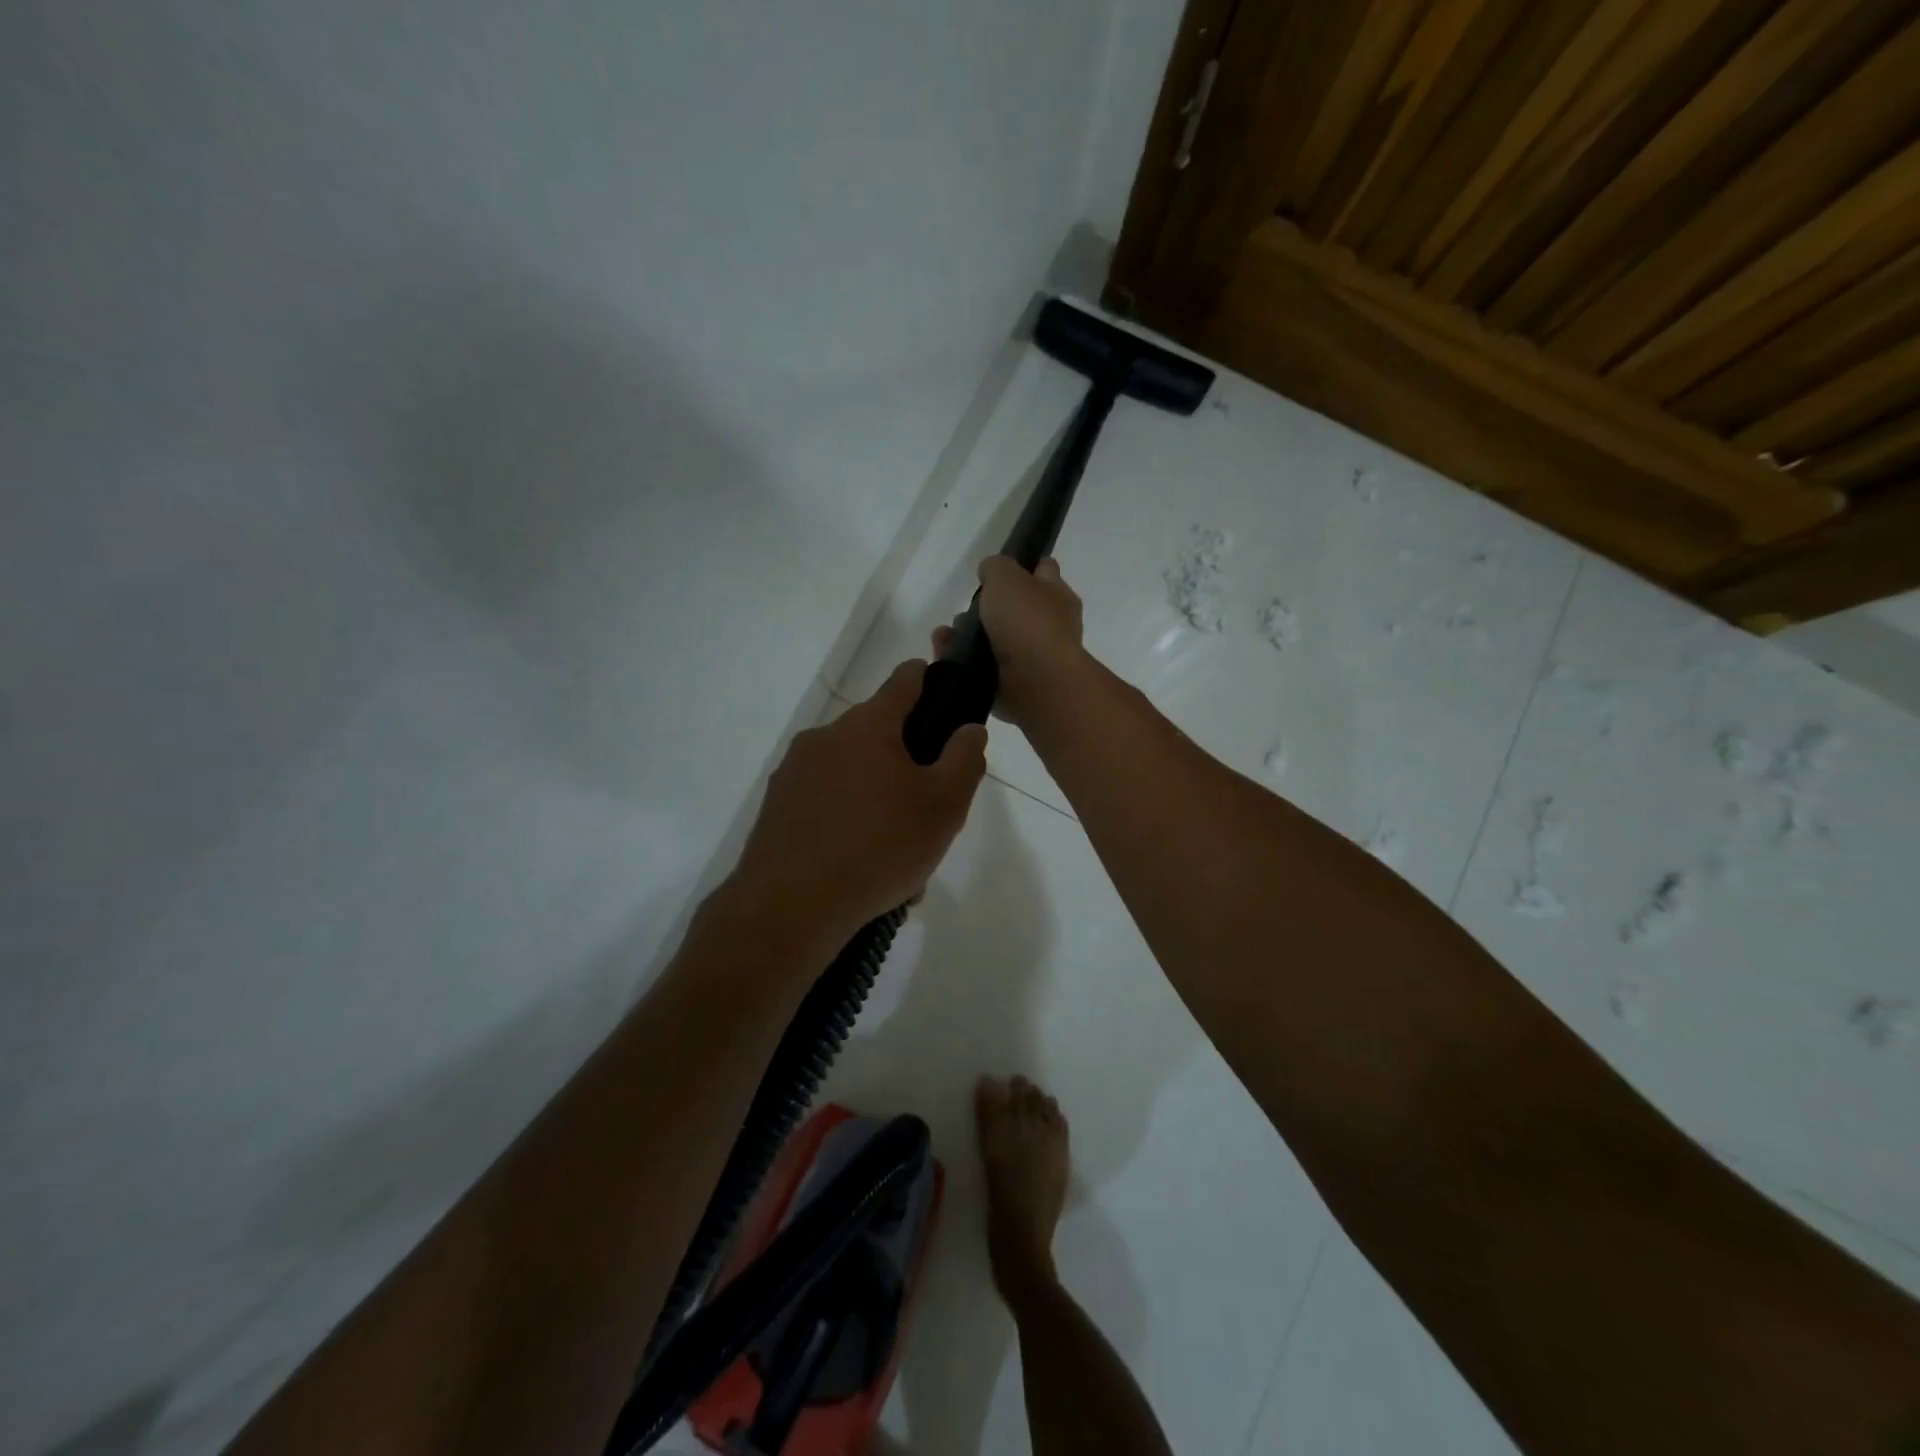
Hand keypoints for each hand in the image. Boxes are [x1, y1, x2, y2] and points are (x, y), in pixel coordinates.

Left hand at [728, 660, 987, 952]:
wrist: (791, 906)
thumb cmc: (880, 846)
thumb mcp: (944, 805)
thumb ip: (964, 759)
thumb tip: (969, 728)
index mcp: (868, 725)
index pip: (905, 680)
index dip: (929, 679)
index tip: (944, 693)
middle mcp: (825, 736)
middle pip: (878, 735)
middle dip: (907, 764)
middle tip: (928, 811)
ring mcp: (794, 771)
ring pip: (852, 775)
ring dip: (878, 800)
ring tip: (897, 856)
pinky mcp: (776, 807)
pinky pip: (826, 804)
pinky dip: (847, 823)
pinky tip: (862, 868)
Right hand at [932, 556, 1085, 728]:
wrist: (1036, 683)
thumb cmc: (1027, 622)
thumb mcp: (1007, 576)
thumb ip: (996, 567)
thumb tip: (990, 573)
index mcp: (1056, 596)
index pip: (1044, 572)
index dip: (1023, 567)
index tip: (996, 572)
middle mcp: (1048, 627)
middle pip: (1013, 610)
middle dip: (985, 609)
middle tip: (964, 610)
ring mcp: (1030, 659)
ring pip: (993, 640)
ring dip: (966, 637)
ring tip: (945, 635)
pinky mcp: (1012, 685)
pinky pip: (981, 668)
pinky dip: (961, 662)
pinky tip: (945, 655)